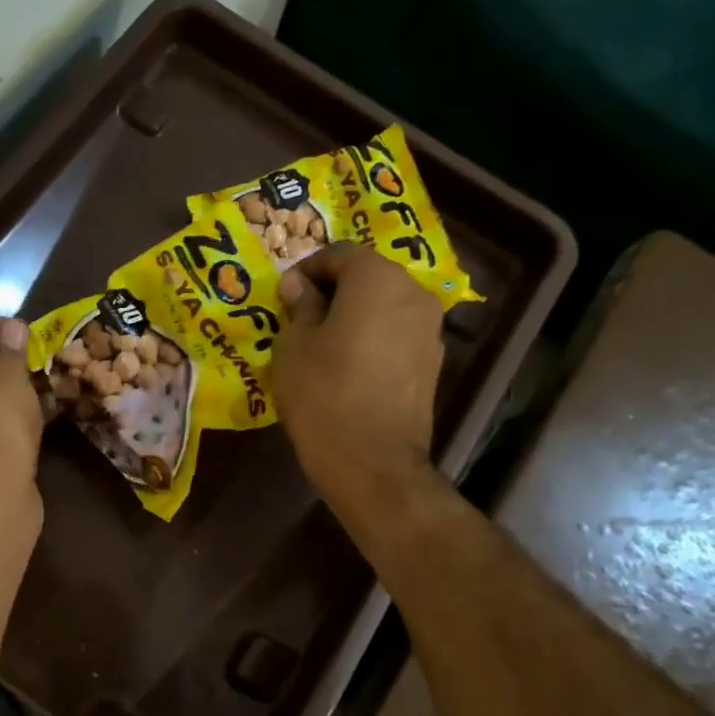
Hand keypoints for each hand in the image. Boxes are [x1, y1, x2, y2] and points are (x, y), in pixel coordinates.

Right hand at [273, 243, 445, 514]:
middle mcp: (413, 293)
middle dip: (333, 290)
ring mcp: (429, 330)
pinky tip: (347, 366)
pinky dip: (371, 338)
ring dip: (354, 315)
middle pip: (368, 277)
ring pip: (384, 306)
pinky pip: (395, 335)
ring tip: (322, 343)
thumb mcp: (293, 346)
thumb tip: (299, 286)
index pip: (339, 254)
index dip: (307, 269)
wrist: (372, 461)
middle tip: (299, 317)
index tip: (283, 295)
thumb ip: (299, 307)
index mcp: (377, 279)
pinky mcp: (431, 363)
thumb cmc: (323, 394)